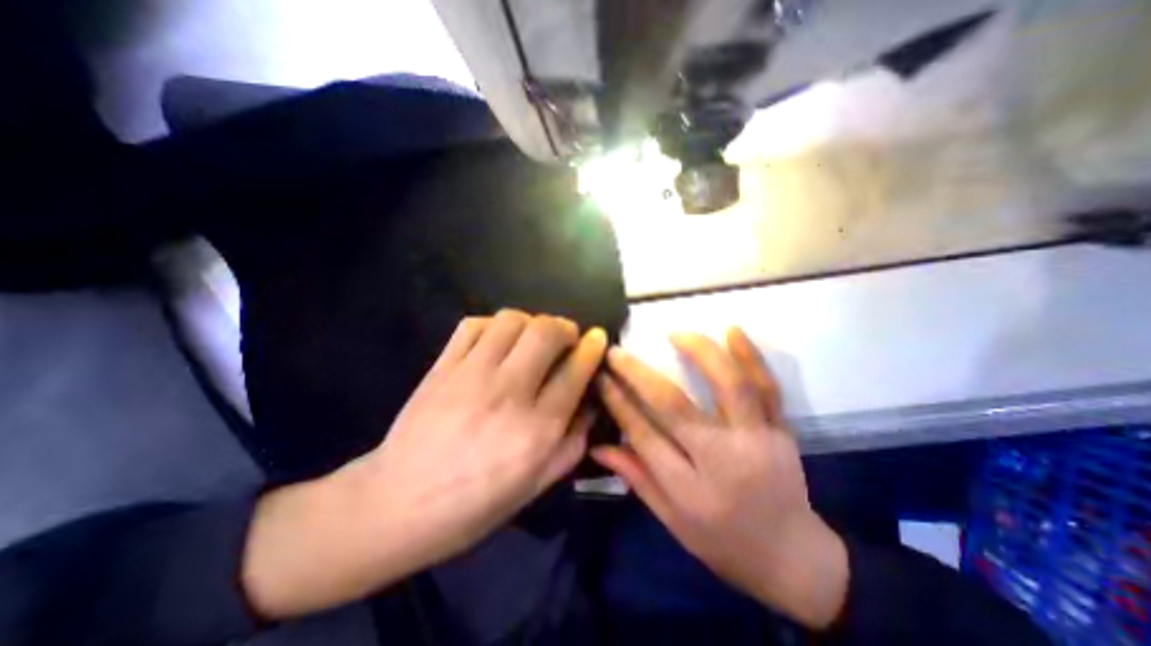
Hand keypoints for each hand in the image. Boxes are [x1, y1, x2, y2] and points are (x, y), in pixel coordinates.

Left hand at [243, 313, 610, 619]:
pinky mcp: (443, 366)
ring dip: (530, 322)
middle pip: (546, 332)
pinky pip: (473, 325)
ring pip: (511, 320)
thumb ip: (573, 443)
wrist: (396, 504)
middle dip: (564, 326)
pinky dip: (493, 326)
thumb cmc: (474, 505)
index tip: (597, 337)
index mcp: (537, 428)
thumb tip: (591, 404)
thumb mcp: (537, 485)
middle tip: (566, 337)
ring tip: (531, 338)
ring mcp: (472, 374)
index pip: (575, 370)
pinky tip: (496, 342)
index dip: (592, 347)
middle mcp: (509, 392)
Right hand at [592, 331, 843, 628]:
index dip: (618, 402)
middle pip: (674, 407)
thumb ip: (637, 478)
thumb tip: (597, 446)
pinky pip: (767, 387)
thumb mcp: (672, 522)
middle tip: (617, 352)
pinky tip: (733, 330)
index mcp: (690, 490)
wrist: (795, 557)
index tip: (601, 376)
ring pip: (728, 386)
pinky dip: (751, 355)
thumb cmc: (725, 543)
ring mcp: (757, 440)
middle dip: (639, 375)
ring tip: (675, 333)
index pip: (643, 435)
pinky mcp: (780, 429)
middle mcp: (723, 460)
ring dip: (699, 353)